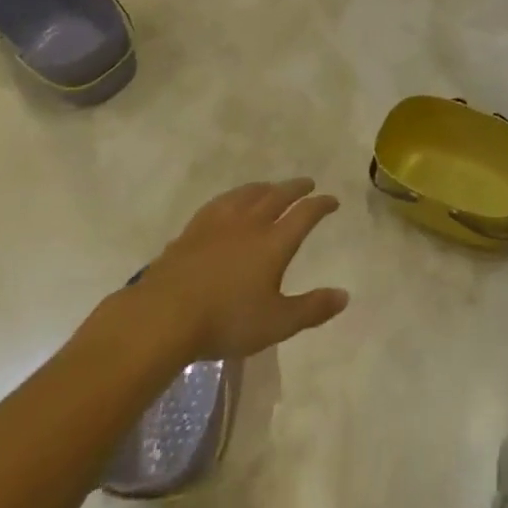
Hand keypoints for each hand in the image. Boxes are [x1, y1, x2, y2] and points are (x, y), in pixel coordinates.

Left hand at [99, 179, 348, 370]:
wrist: (163, 316)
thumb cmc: (226, 321)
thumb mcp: (276, 323)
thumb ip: (312, 309)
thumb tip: (344, 296)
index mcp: (274, 242)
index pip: (305, 214)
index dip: (321, 205)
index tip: (332, 201)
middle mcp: (250, 223)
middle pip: (278, 195)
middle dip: (296, 188)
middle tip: (307, 183)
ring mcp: (219, 223)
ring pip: (248, 194)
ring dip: (265, 187)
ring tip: (271, 187)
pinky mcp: (193, 230)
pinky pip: (220, 202)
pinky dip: (234, 196)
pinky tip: (230, 202)